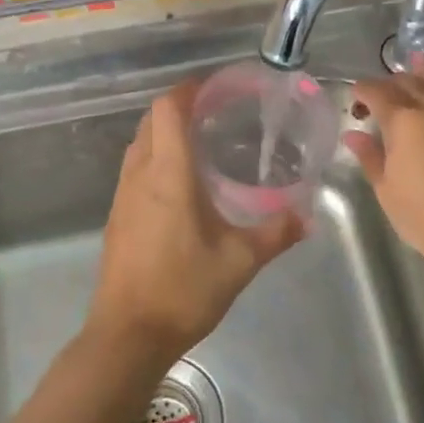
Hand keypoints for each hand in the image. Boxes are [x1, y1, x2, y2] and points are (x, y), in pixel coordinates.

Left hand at [87, 80, 303, 360]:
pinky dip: (156, 159)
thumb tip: (307, 216)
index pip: (168, 110)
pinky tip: (182, 184)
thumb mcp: (240, 261)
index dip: (189, 90)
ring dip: (165, 133)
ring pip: (139, 145)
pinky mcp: (117, 218)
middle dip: (180, 108)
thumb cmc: (184, 290)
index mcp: (168, 175)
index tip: (217, 87)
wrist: (128, 335)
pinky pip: (135, 170)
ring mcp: (122, 197)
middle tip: (217, 113)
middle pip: (151, 121)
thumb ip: (276, 233)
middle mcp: (139, 176)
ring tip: (202, 143)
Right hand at [345, 66, 423, 280]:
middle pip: (407, 83)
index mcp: (403, 120)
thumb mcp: (386, 188)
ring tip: (415, 59)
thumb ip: (370, 156)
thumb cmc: (421, 215)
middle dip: (390, 83)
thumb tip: (355, 135)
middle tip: (378, 94)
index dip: (362, 91)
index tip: (354, 97)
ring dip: (422, 73)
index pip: (377, 92)